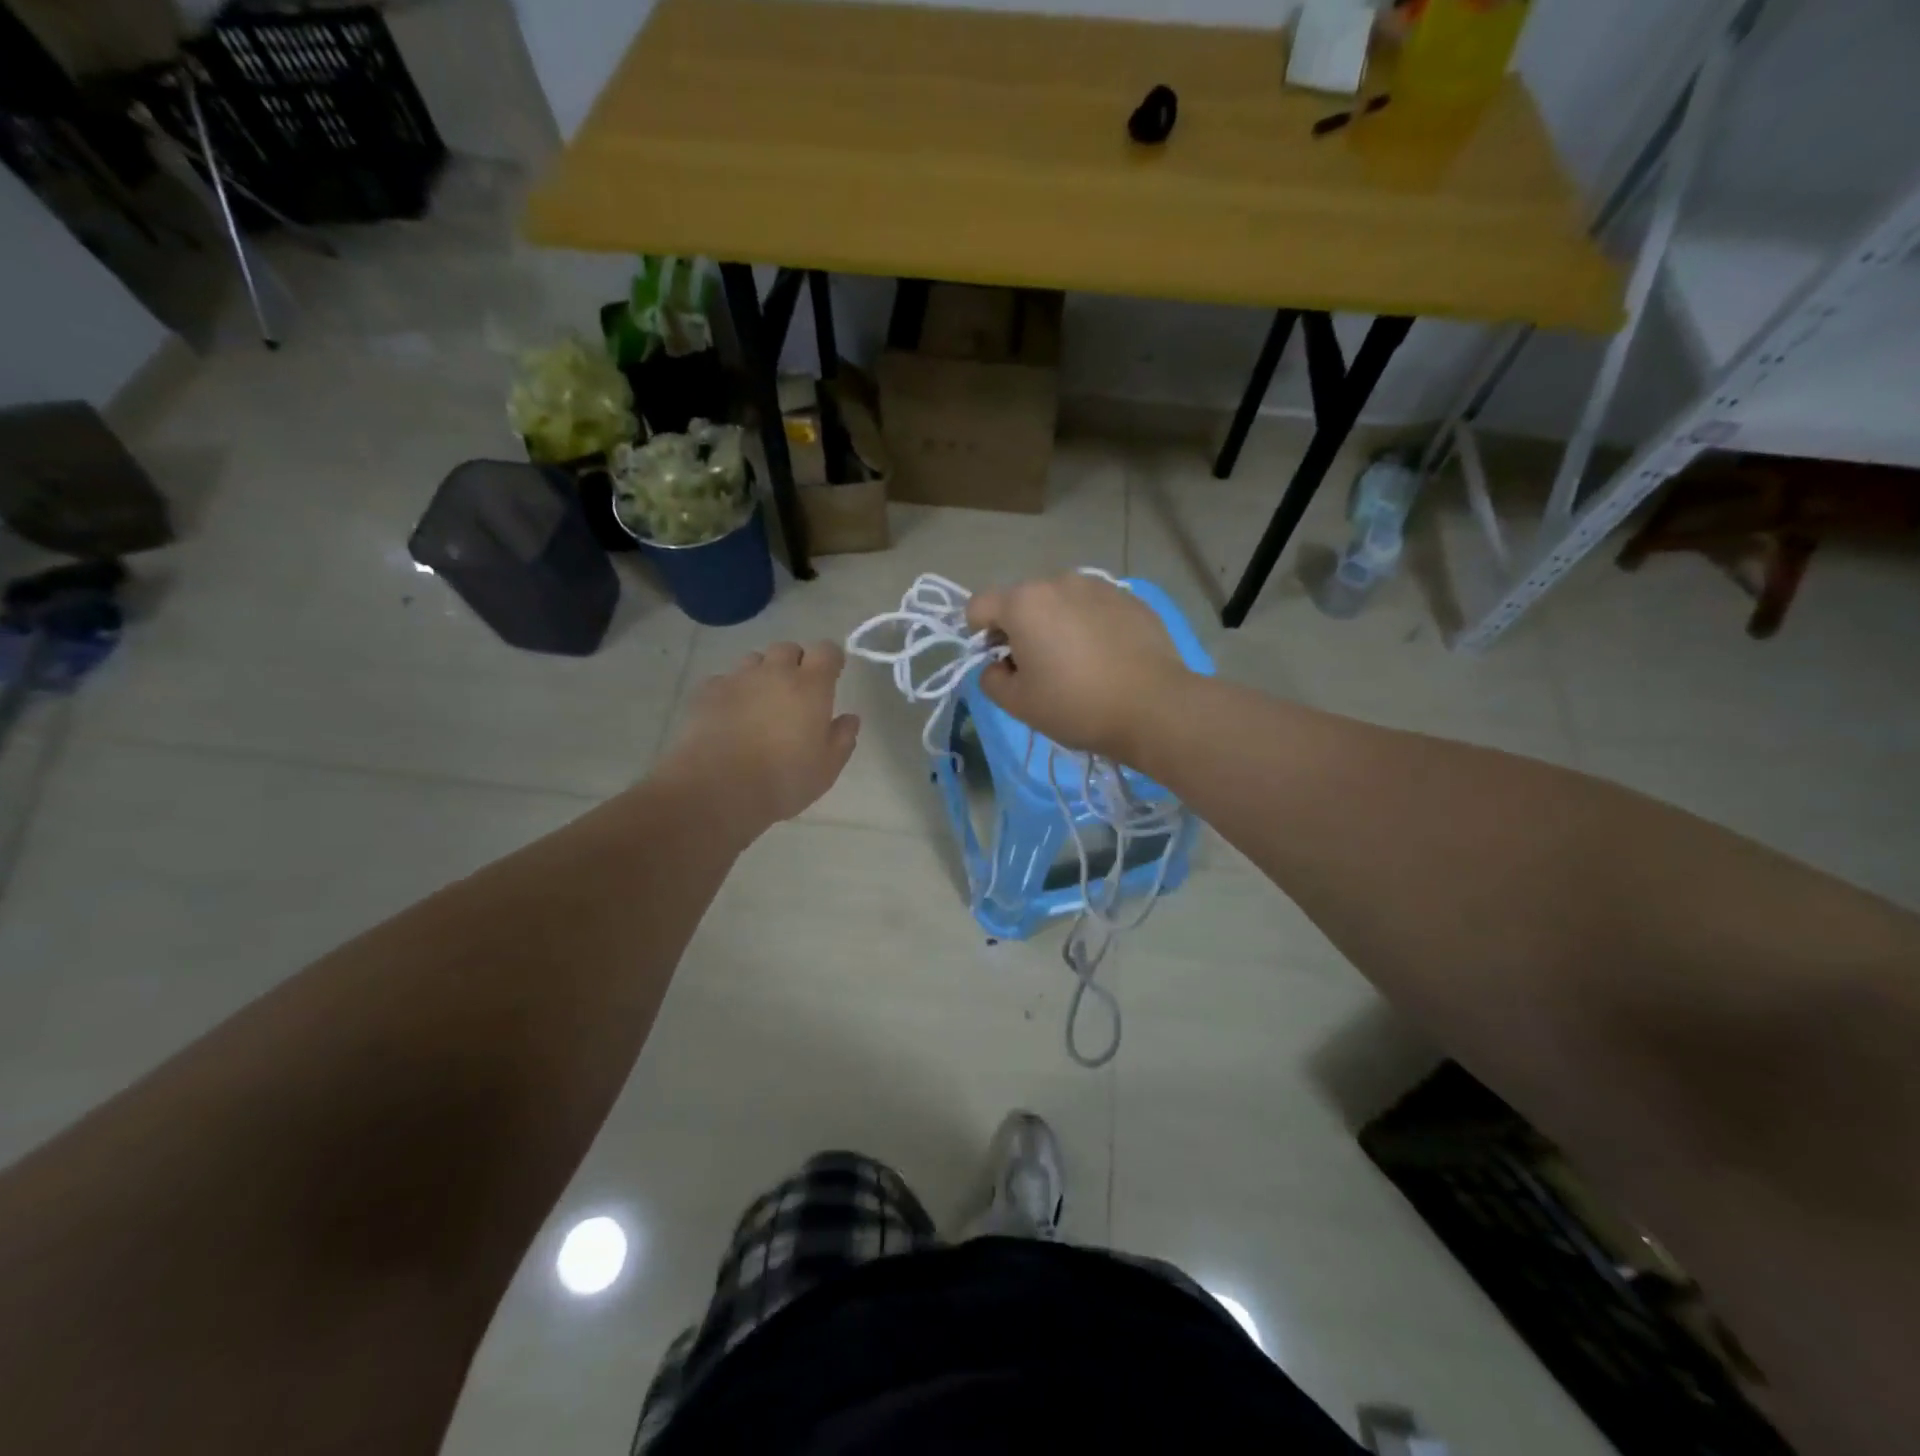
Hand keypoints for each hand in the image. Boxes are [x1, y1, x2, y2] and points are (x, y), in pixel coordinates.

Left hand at [662, 641, 859, 839]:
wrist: (717, 789)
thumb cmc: (783, 780)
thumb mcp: (827, 768)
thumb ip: (843, 738)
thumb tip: (849, 718)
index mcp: (810, 686)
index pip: (826, 650)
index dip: (831, 659)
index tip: (832, 674)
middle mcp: (774, 672)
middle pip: (787, 648)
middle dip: (795, 663)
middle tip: (795, 692)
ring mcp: (737, 679)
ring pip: (754, 661)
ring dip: (762, 673)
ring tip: (761, 702)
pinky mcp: (707, 692)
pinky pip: (724, 680)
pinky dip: (732, 691)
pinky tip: (730, 715)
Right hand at [965, 574, 1189, 760]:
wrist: (1154, 707)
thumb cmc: (1076, 705)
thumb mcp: (1018, 704)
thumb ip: (991, 679)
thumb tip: (997, 666)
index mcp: (1024, 603)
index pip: (979, 606)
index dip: (980, 636)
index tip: (1001, 664)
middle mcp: (1059, 581)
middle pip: (1022, 601)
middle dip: (1020, 629)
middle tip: (1039, 669)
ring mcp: (1099, 586)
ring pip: (1060, 602)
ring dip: (1056, 624)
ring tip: (1077, 662)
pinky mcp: (1130, 598)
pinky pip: (1093, 607)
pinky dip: (1089, 625)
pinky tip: (1106, 657)